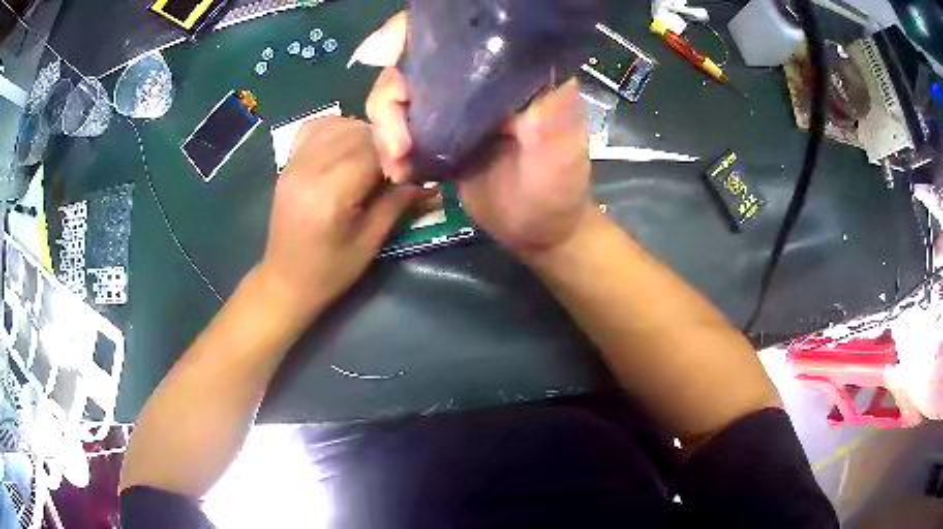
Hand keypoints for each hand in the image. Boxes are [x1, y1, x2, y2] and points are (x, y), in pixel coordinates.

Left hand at [257, 117, 420, 322]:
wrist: (285, 281)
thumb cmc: (329, 271)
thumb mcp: (369, 243)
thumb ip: (396, 204)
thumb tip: (428, 181)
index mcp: (329, 194)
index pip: (372, 150)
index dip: (398, 155)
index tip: (412, 169)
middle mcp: (308, 170)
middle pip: (356, 132)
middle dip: (383, 143)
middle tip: (396, 165)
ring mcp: (293, 164)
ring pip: (337, 125)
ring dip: (362, 134)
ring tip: (373, 156)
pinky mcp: (288, 164)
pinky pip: (314, 128)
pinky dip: (336, 129)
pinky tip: (348, 145)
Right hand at [360, 13, 593, 255]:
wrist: (537, 232)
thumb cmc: (557, 189)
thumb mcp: (559, 148)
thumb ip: (544, 107)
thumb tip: (519, 61)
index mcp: (508, 67)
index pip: (454, 31)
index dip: (409, 34)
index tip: (383, 56)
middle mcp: (477, 76)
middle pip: (412, 62)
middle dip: (390, 99)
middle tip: (398, 145)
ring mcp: (453, 104)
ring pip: (398, 94)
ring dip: (386, 128)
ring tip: (398, 165)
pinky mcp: (438, 131)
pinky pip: (399, 125)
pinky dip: (390, 146)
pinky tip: (400, 171)